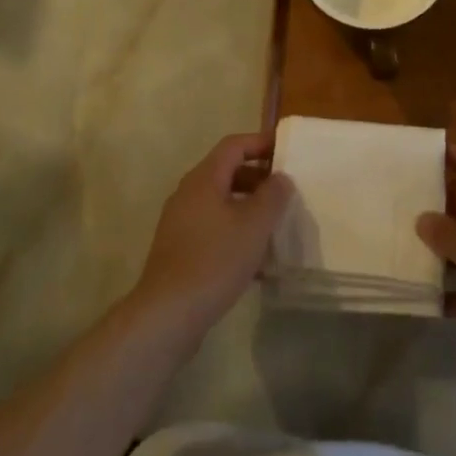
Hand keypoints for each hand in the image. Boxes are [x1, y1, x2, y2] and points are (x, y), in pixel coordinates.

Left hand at [130, 133, 293, 343]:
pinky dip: (236, 233)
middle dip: (258, 178)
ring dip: (248, 208)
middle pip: (226, 172)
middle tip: (285, 191)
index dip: (260, 143)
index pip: (233, 145)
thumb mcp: (254, 226)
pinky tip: (256, 261)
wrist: (168, 313)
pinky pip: (213, 229)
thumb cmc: (215, 260)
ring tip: (275, 225)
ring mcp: (181, 222)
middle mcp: (188, 194)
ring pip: (221, 203)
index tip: (286, 151)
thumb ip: (272, 196)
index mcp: (204, 179)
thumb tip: (280, 177)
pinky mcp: (180, 250)